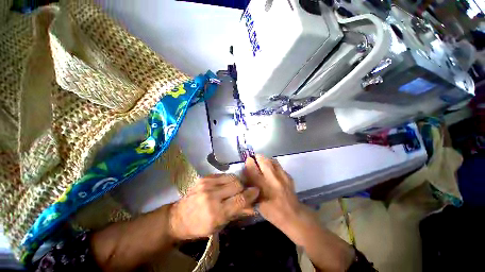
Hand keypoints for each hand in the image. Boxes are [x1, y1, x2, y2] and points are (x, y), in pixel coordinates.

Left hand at [169, 174, 258, 239]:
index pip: (240, 199)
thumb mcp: (219, 225)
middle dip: (243, 188)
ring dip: (236, 182)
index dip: (251, 194)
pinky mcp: (205, 178)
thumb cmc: (200, 226)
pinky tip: (225, 185)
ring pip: (232, 177)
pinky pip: (223, 175)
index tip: (256, 191)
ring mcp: (207, 184)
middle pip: (237, 184)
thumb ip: (238, 213)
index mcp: (216, 213)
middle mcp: (212, 196)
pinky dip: (228, 179)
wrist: (178, 217)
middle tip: (243, 192)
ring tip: (234, 188)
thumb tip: (253, 206)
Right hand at [244, 155, 300, 227]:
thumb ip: (251, 188)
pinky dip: (273, 164)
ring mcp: (282, 176)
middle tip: (255, 159)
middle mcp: (272, 179)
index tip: (248, 160)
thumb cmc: (271, 212)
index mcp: (262, 187)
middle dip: (257, 157)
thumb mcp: (257, 203)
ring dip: (266, 159)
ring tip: (263, 163)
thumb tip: (246, 175)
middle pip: (263, 160)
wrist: (293, 215)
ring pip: (272, 160)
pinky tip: (272, 170)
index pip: (252, 169)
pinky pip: (279, 165)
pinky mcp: (288, 176)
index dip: (249, 162)